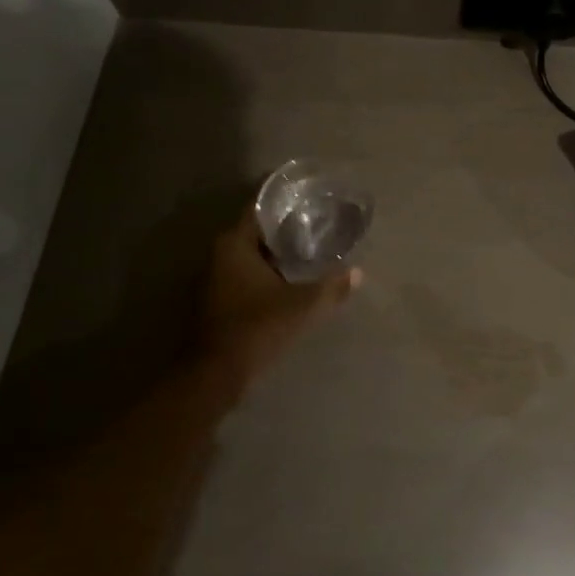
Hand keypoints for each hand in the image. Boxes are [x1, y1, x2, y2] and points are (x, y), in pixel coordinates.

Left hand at [198, 208, 361, 388]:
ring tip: (312, 251)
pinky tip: (293, 280)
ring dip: (278, 254)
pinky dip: (268, 273)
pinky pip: (248, 275)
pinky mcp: (219, 300)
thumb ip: (331, 287)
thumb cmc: (257, 328)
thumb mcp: (302, 306)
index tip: (311, 200)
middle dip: (286, 229)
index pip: (261, 209)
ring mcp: (216, 278)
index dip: (286, 202)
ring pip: (253, 255)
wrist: (216, 375)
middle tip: (318, 225)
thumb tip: (358, 273)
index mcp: (235, 244)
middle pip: (258, 232)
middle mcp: (221, 254)